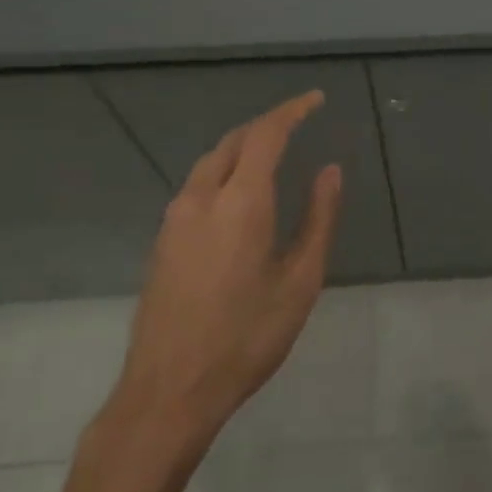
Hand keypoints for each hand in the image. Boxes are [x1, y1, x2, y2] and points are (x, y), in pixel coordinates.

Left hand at [103, 91, 341, 458]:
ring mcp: (174, 219)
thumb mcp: (300, 281)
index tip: (315, 100)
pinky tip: (240, 193)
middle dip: (267, 125)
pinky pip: (197, 185)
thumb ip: (318, 218)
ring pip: (211, 162)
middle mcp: (201, 198)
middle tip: (298, 123)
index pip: (265, 135)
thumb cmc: (247, 337)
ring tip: (273, 152)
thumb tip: (329, 170)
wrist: (169, 391)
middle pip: (234, 142)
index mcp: (240, 202)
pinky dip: (225, 170)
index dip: (291, 111)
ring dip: (243, 147)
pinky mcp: (162, 240)